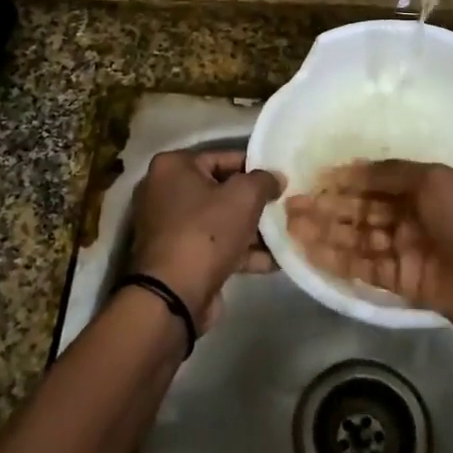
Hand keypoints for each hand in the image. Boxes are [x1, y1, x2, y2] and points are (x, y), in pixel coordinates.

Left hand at [130, 149, 283, 331]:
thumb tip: (275, 178)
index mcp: (173, 167)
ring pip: (221, 221)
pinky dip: (242, 252)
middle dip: (254, 202)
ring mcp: (171, 227)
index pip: (222, 157)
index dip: (255, 168)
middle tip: (285, 206)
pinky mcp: (180, 257)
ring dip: (253, 230)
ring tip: (286, 234)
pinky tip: (274, 261)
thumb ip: (264, 180)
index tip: (280, 179)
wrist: (174, 295)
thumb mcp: (243, 196)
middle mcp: (165, 192)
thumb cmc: (206, 232)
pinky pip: (217, 246)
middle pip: (221, 190)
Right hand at [283, 160, 452, 348]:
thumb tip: (350, 169)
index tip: (312, 178)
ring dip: (325, 232)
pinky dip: (337, 261)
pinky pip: (364, 268)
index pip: (375, 181)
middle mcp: (411, 216)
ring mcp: (406, 251)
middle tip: (289, 205)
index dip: (344, 180)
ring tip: (290, 226)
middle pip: (361, 210)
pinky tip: (310, 253)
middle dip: (327, 207)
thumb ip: (390, 174)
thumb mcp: (435, 182)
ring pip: (357, 239)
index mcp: (423, 187)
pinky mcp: (402, 283)